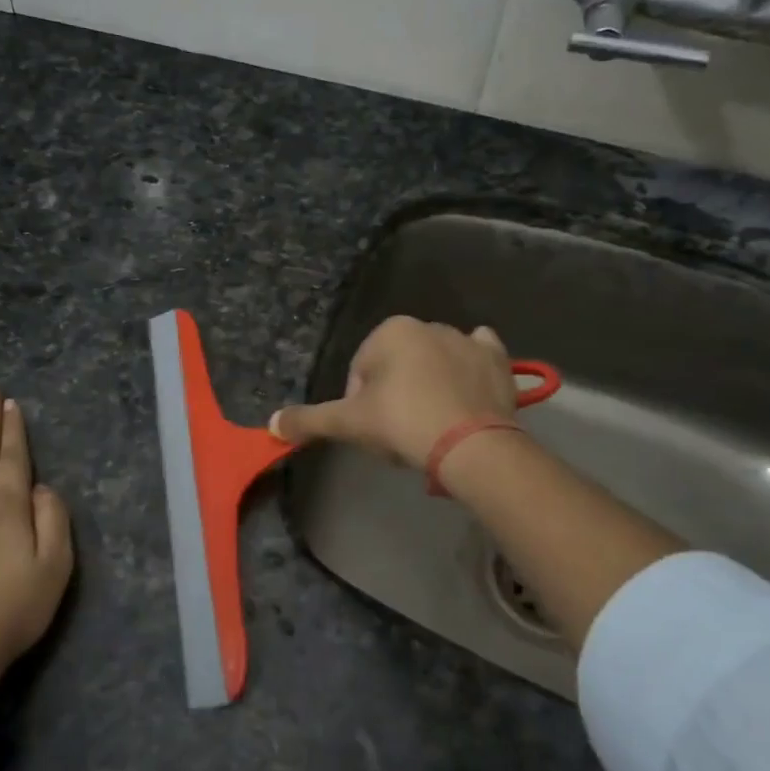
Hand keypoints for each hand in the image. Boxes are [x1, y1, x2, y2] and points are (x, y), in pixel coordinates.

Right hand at [271, 316, 517, 470]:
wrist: (471, 445)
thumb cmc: (403, 424)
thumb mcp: (349, 423)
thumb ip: (309, 420)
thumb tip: (272, 423)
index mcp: (390, 331)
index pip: (361, 370)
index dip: (360, 404)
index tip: (372, 431)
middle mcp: (428, 325)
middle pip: (398, 366)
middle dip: (394, 395)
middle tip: (400, 434)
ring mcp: (467, 340)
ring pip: (435, 362)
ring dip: (428, 386)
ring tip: (432, 426)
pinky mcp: (497, 359)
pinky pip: (478, 356)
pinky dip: (471, 368)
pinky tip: (466, 392)